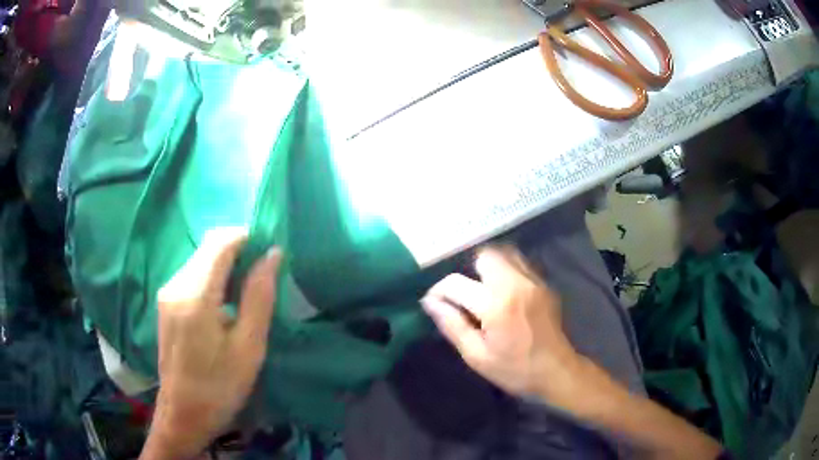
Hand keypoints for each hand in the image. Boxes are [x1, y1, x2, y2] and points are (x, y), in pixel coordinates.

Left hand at [141, 228, 280, 459]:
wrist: (182, 414)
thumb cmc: (220, 387)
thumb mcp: (248, 347)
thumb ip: (258, 297)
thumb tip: (272, 254)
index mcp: (195, 295)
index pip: (220, 242)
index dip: (246, 238)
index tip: (268, 253)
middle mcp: (176, 284)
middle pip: (208, 247)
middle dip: (237, 250)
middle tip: (262, 276)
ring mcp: (167, 293)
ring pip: (200, 259)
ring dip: (225, 265)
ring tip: (247, 294)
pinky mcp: (166, 303)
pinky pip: (193, 275)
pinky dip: (213, 278)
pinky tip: (225, 305)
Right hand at [422, 246, 581, 404]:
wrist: (557, 371)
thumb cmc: (514, 369)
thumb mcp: (476, 356)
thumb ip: (452, 325)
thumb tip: (430, 302)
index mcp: (496, 305)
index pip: (456, 283)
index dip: (439, 291)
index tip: (434, 302)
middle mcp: (515, 283)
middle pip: (484, 256)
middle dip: (467, 272)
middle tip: (464, 296)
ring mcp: (533, 280)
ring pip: (504, 254)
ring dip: (488, 267)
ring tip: (482, 290)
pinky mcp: (543, 283)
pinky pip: (519, 263)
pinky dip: (505, 270)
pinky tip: (503, 293)